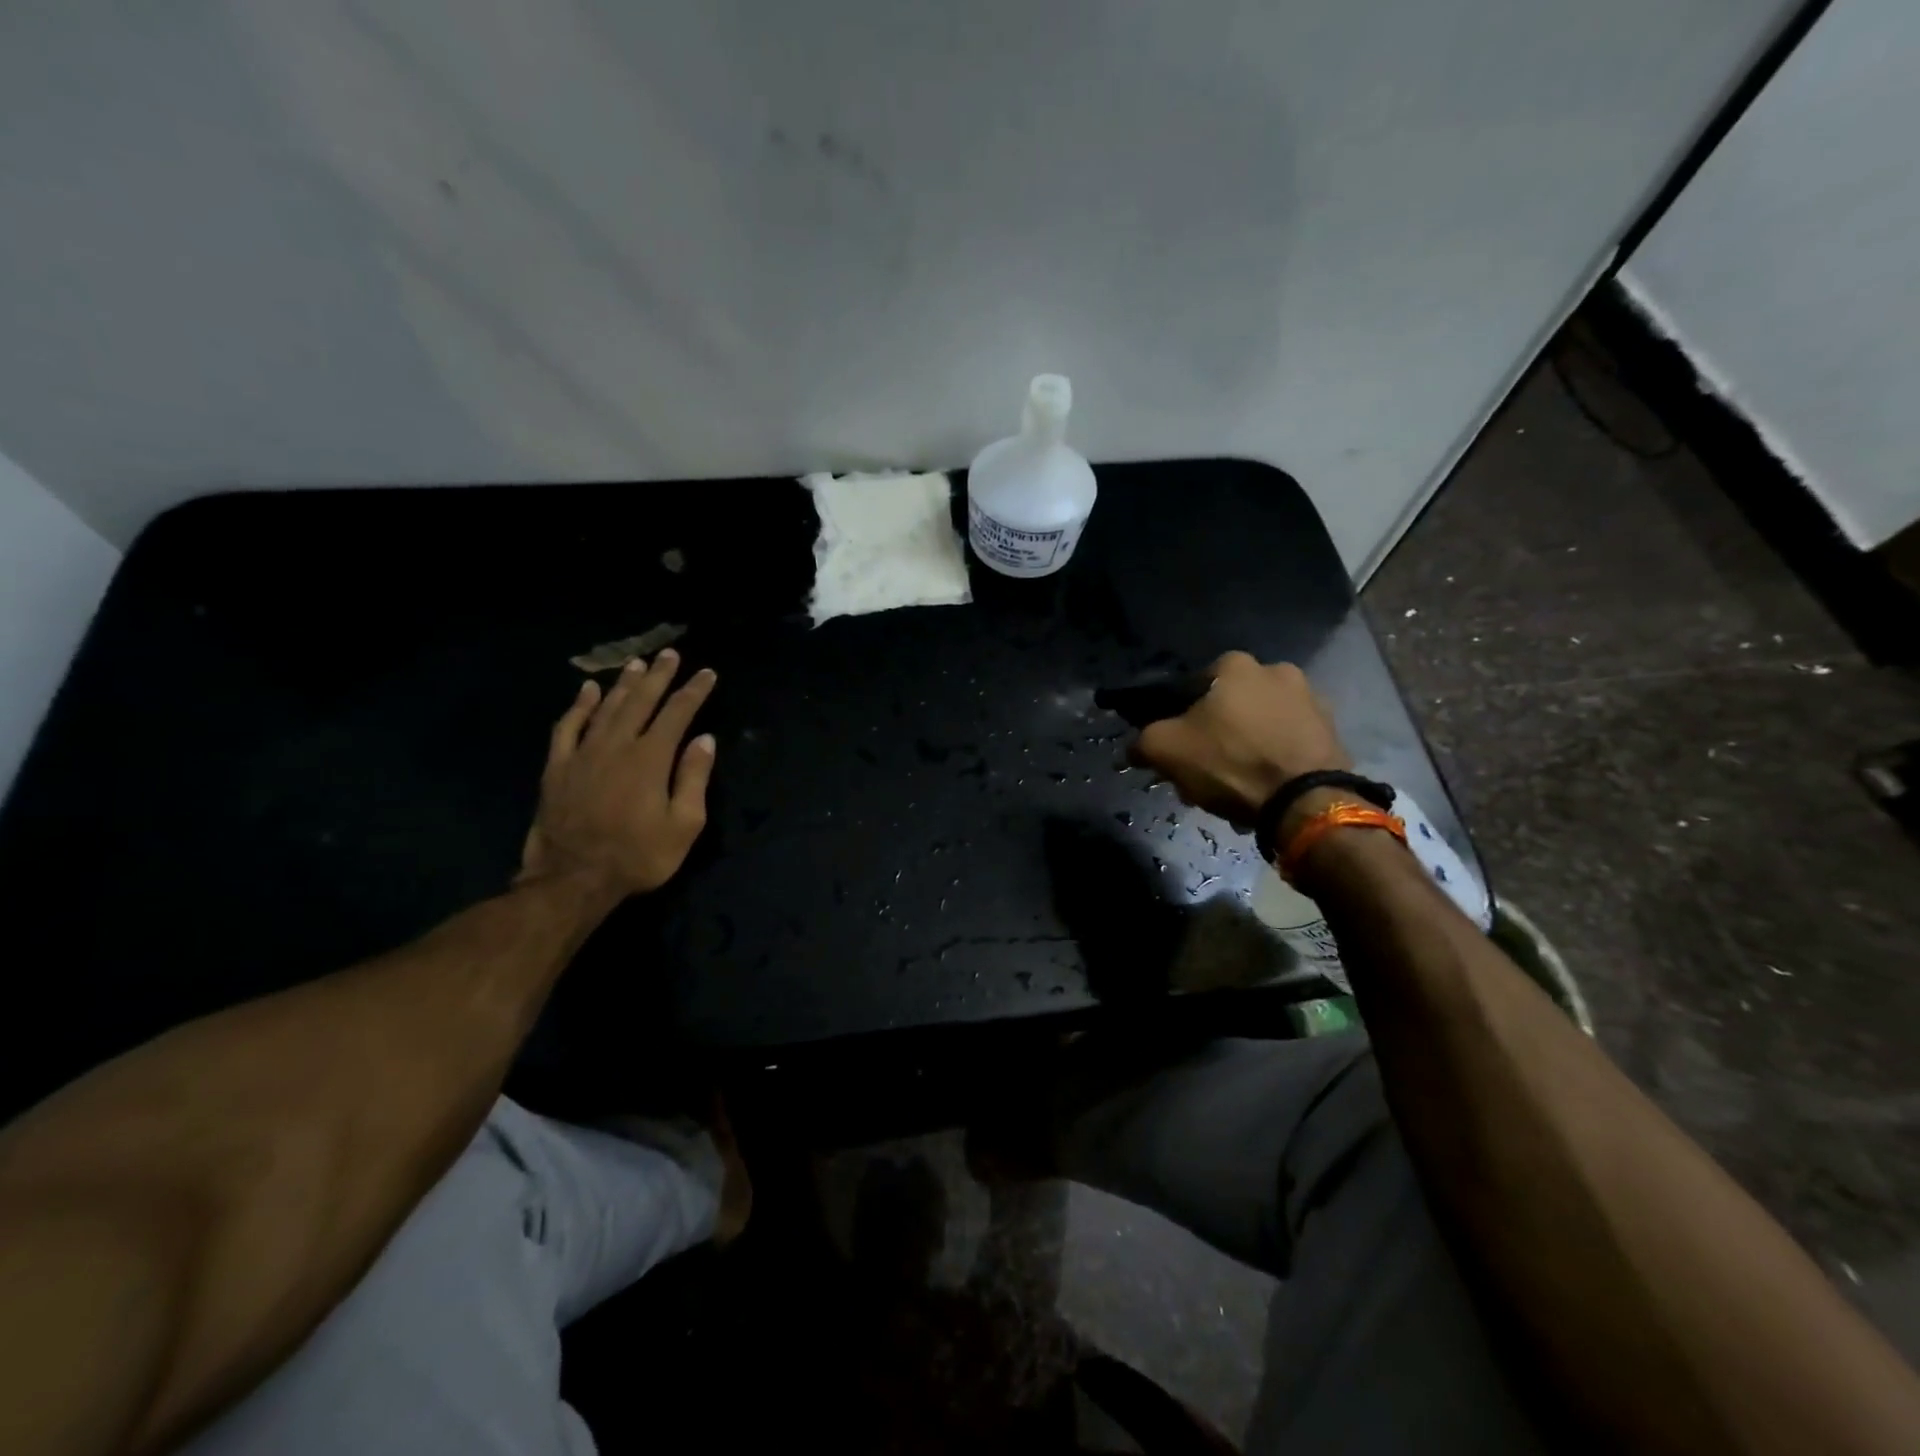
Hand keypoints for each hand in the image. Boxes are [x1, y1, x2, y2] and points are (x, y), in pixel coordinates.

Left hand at [518, 649, 717, 898]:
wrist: (572, 879)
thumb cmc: (637, 856)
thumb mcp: (683, 825)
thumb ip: (694, 778)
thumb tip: (705, 740)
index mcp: (651, 758)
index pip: (678, 713)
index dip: (694, 691)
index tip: (707, 673)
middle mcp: (617, 745)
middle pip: (641, 701)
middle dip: (659, 676)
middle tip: (670, 654)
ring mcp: (583, 753)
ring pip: (606, 707)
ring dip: (624, 683)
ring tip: (637, 664)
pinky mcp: (557, 766)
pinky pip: (568, 726)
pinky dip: (579, 706)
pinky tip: (588, 690)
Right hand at [1130, 651, 1348, 826]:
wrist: (1304, 801)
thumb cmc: (1229, 762)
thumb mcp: (1165, 750)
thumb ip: (1142, 741)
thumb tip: (1135, 747)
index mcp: (1235, 665)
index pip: (1194, 687)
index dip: (1181, 719)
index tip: (1179, 748)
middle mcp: (1277, 670)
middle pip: (1230, 706)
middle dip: (1217, 734)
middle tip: (1205, 770)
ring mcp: (1312, 700)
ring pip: (1261, 725)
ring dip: (1247, 747)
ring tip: (1236, 785)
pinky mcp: (1333, 732)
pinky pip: (1289, 743)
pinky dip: (1275, 760)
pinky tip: (1264, 788)